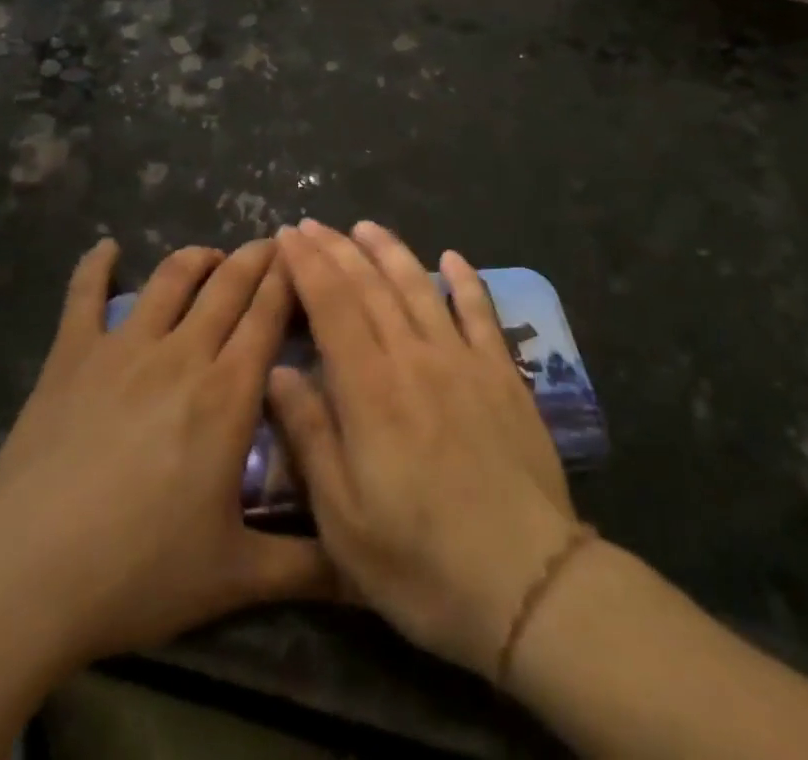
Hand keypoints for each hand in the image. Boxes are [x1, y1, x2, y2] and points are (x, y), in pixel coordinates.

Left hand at [0, 239, 334, 675]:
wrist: (23, 576)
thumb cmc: (137, 572)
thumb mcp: (234, 577)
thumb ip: (307, 567)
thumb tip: (366, 573)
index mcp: (227, 393)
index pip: (268, 315)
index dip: (289, 279)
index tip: (304, 257)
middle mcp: (182, 353)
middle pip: (228, 285)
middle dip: (255, 258)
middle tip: (271, 244)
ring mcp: (123, 347)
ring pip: (171, 278)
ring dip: (197, 258)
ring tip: (212, 257)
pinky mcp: (71, 355)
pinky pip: (84, 295)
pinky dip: (96, 266)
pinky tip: (106, 249)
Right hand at [268, 220, 580, 678]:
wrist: (528, 584)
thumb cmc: (421, 562)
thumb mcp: (343, 520)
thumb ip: (310, 436)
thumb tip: (279, 371)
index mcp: (370, 389)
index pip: (331, 305)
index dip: (307, 264)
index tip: (287, 236)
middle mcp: (414, 357)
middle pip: (370, 286)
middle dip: (337, 248)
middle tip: (313, 224)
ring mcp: (464, 360)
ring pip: (420, 287)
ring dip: (390, 251)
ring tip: (366, 226)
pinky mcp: (503, 374)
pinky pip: (481, 312)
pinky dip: (465, 280)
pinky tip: (453, 257)